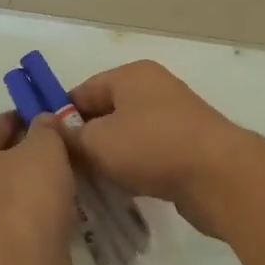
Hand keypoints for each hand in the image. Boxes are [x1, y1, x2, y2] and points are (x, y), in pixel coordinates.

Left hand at [0, 112, 76, 264]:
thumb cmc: (25, 198)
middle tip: (66, 151)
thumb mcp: (44, 149)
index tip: (56, 120)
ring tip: (69, 181)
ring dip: (34, 187)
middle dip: (30, 154)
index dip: (27, 118)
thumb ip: (46, 128)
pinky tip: (61, 213)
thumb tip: (44, 121)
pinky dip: (35, 215)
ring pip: (8, 192)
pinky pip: (15, 221)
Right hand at [68, 61, 256, 236]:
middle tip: (65, 169)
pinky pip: (148, 153)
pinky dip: (133, 168)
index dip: (60, 117)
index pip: (82, 91)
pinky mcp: (187, 146)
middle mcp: (154, 89)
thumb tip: (54, 132)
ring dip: (109, 158)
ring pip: (127, 136)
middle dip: (85, 140)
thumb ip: (69, 137)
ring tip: (90, 183)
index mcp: (131, 75)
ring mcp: (174, 118)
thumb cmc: (151, 148)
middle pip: (105, 113)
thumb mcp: (97, 142)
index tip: (45, 147)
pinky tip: (122, 189)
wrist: (219, 176)